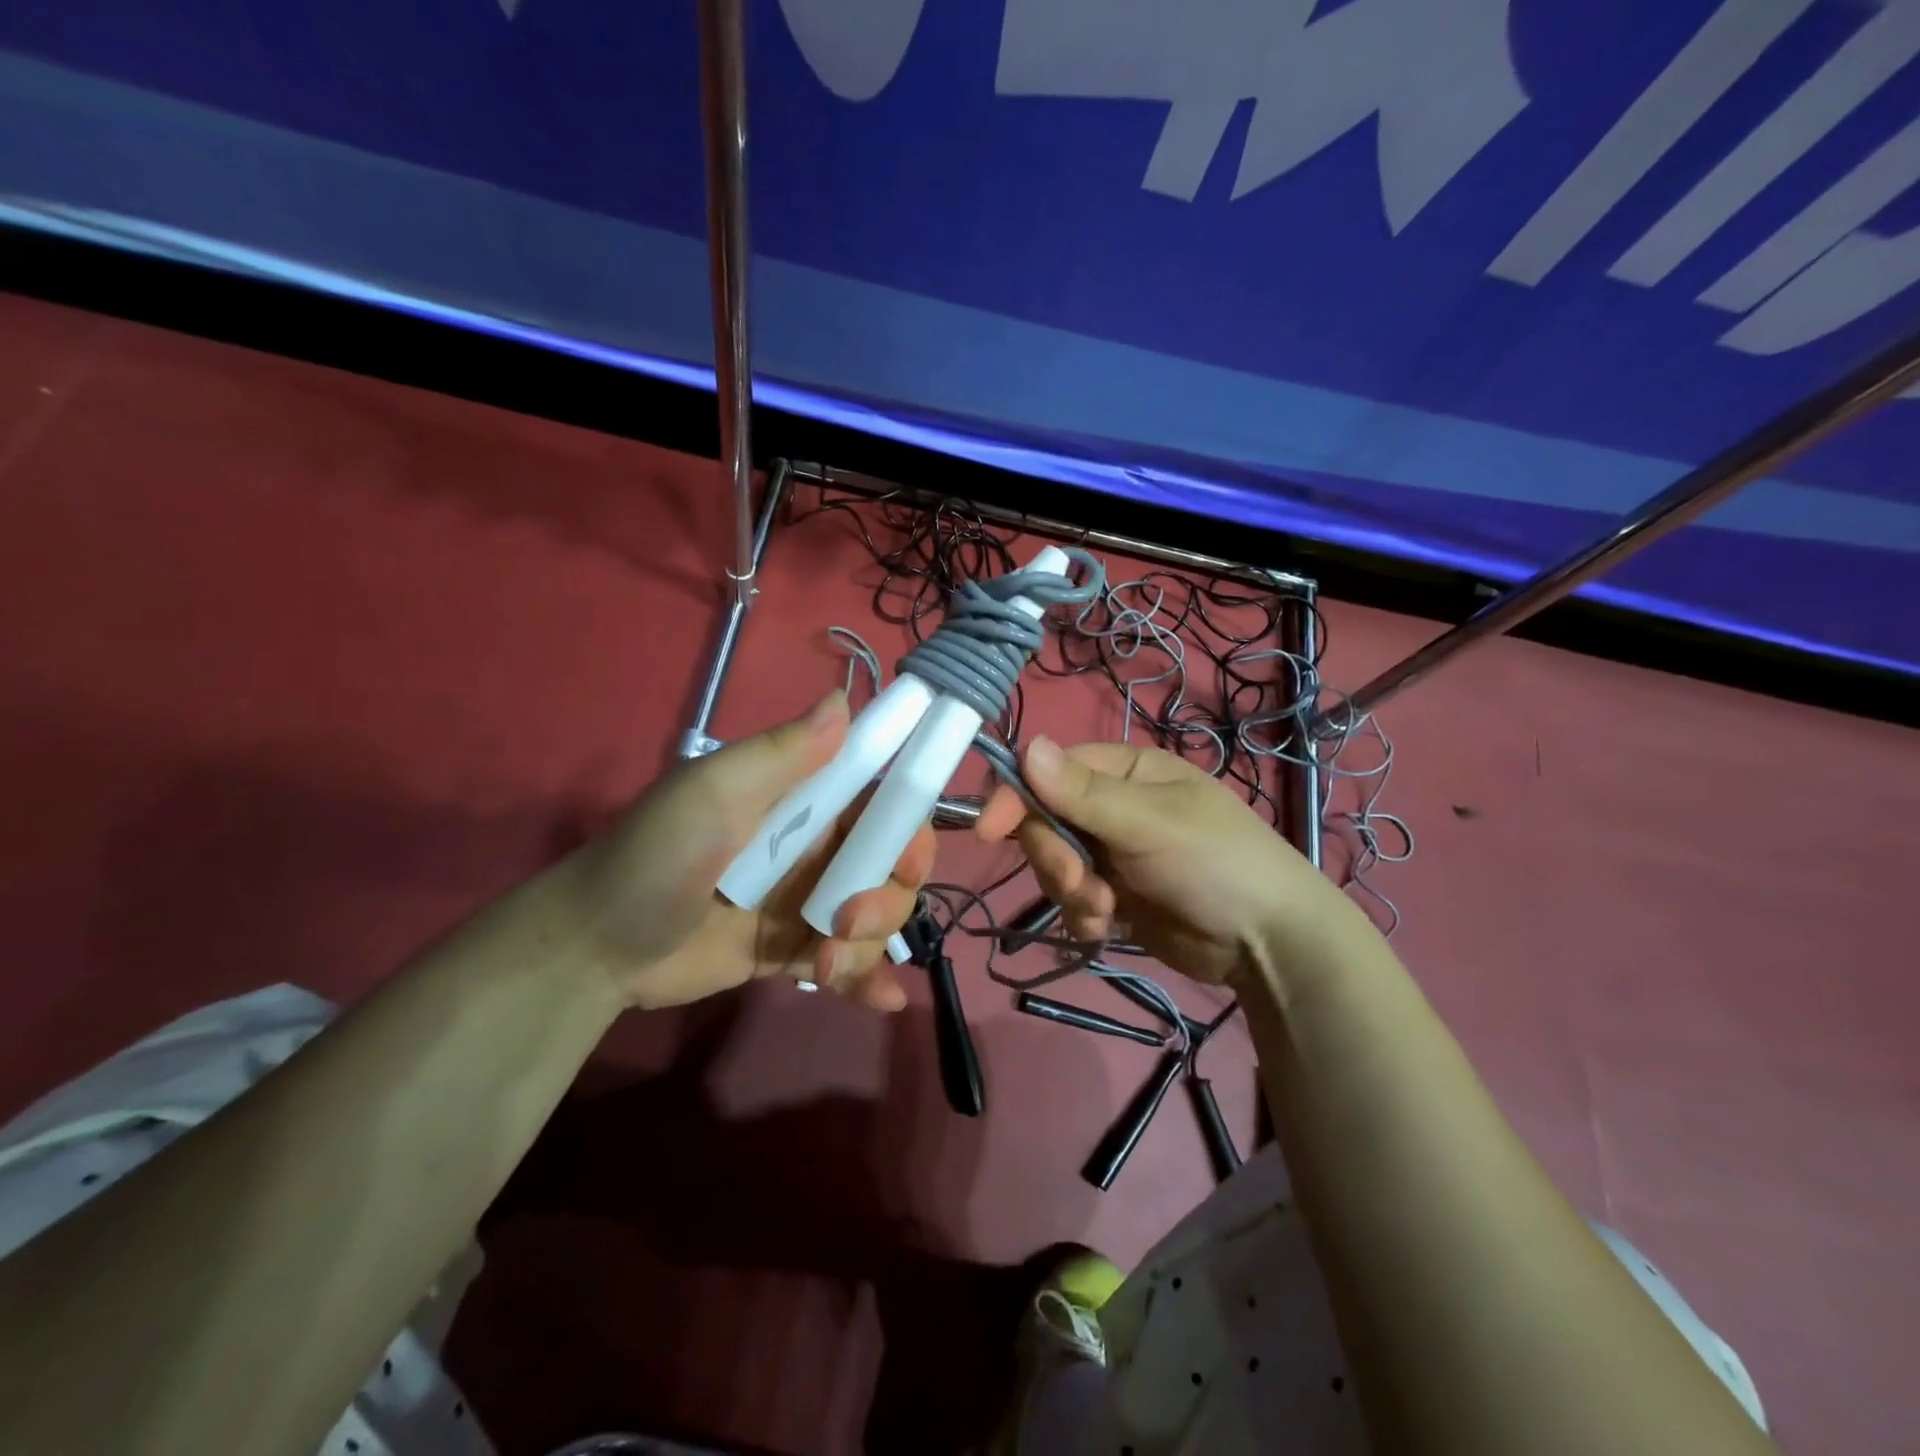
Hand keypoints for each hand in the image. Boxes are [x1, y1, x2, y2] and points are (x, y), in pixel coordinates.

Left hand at [571, 693, 932, 1011]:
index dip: (908, 828)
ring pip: (874, 920)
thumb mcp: (715, 793)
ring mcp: (805, 903)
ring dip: (866, 945)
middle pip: (889, 868)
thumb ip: (783, 753)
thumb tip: (843, 699)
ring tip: (825, 963)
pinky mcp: (790, 951)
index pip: (881, 805)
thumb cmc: (658, 855)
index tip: (908, 858)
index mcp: (804, 802)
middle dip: (886, 898)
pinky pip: (846, 962)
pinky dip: (868, 980)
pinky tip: (884, 1000)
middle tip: (846, 919)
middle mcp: (815, 849)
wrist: (595, 944)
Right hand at [976, 737, 1350, 987]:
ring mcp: (1112, 851)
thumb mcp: (1149, 824)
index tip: (990, 832)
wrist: (1267, 943)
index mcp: (1124, 771)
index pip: (1049, 771)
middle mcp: (1112, 806)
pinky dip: (1082, 915)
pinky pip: (1072, 898)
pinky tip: (1108, 927)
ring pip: (1054, 863)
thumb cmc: (1215, 863)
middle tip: (1080, 884)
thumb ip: (1083, 792)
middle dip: (1055, 858)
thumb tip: (1025, 744)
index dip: (1017, 798)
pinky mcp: (1113, 894)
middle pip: (1045, 822)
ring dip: (1070, 891)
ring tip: (1105, 911)